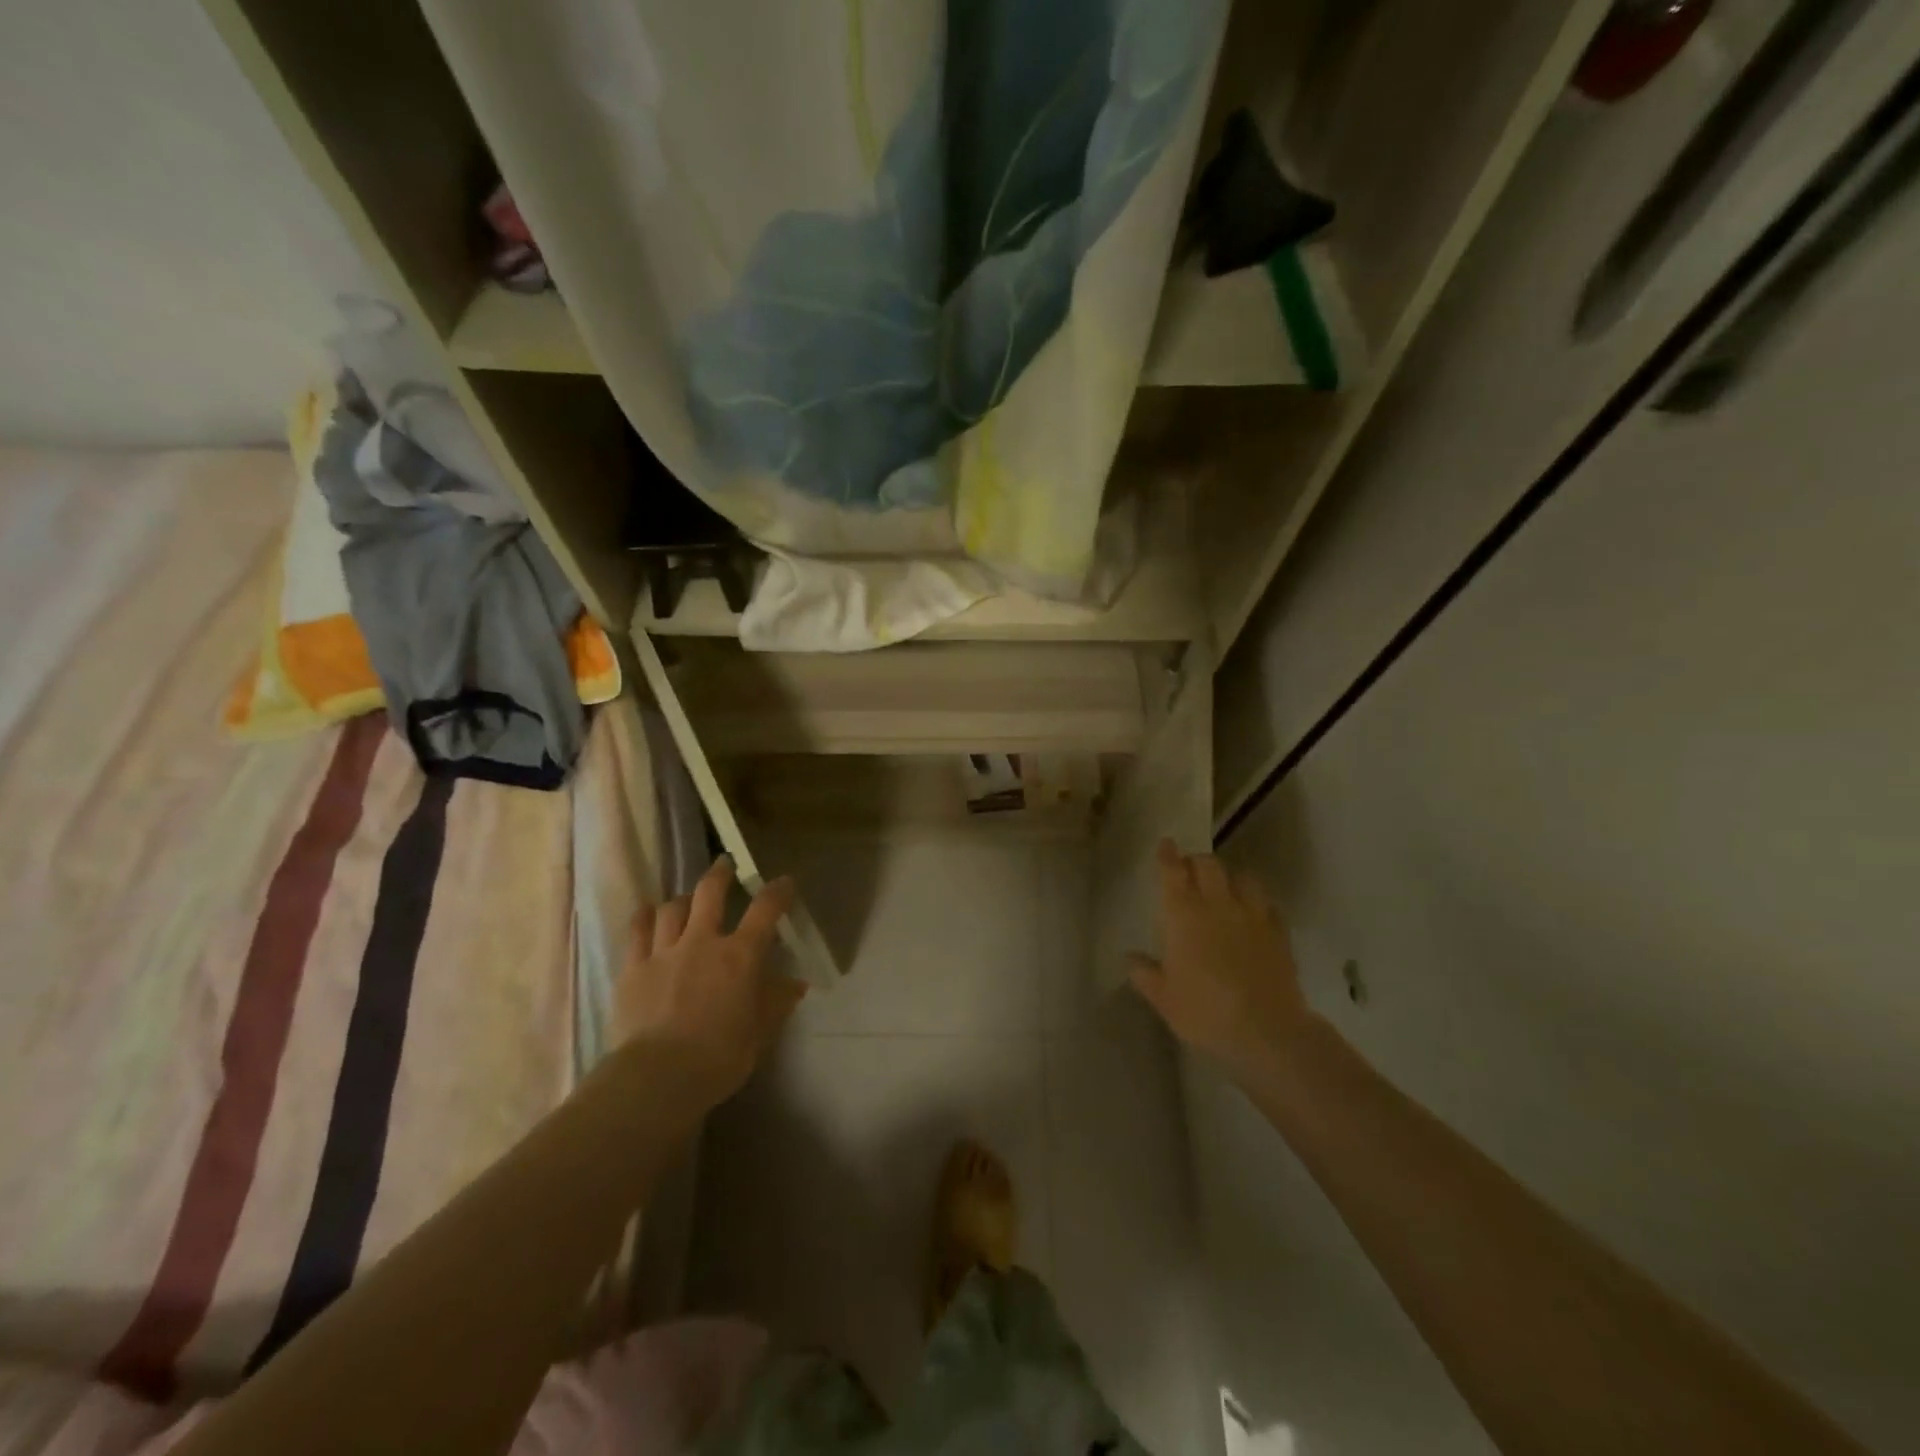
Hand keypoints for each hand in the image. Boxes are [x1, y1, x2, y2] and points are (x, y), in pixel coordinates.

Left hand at [615, 856, 804, 1107]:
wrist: (657, 1077)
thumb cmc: (719, 1056)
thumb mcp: (760, 1032)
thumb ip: (777, 1002)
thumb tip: (795, 983)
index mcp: (740, 955)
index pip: (765, 910)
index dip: (778, 891)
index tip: (784, 882)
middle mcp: (702, 941)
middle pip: (710, 892)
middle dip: (720, 874)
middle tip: (725, 865)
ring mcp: (663, 952)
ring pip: (672, 908)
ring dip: (683, 899)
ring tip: (687, 899)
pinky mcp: (632, 969)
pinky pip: (637, 931)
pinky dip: (644, 917)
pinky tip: (647, 913)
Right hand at [1129, 839, 1311, 1080]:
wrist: (1266, 1031)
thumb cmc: (1204, 1012)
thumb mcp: (1164, 998)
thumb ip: (1145, 973)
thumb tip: (1130, 957)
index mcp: (1184, 915)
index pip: (1173, 872)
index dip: (1167, 855)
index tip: (1166, 844)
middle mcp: (1217, 905)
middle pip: (1208, 865)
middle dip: (1196, 861)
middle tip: (1190, 869)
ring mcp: (1252, 916)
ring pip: (1242, 877)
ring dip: (1230, 877)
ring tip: (1225, 887)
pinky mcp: (1278, 932)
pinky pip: (1268, 904)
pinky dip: (1257, 902)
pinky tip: (1254, 913)